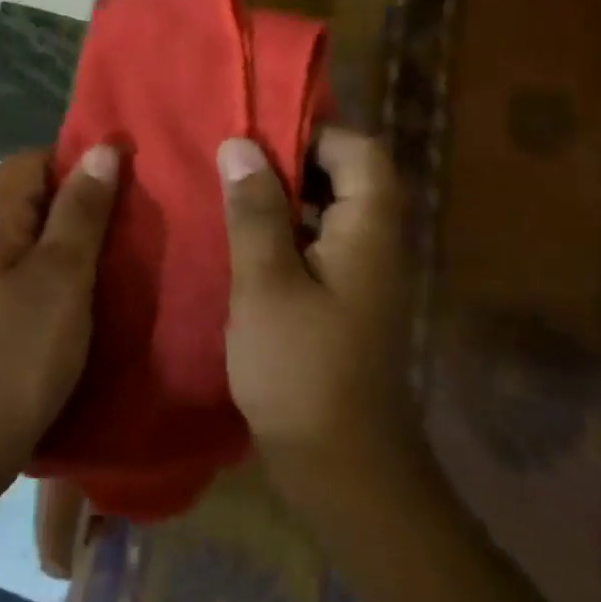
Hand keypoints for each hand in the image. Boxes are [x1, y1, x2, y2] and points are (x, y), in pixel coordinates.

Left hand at [0, 144, 119, 484]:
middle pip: (26, 193)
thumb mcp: (62, 276)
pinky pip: (17, 266)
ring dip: (64, 236)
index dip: (76, 162)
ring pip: (24, 232)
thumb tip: (101, 148)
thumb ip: (81, 210)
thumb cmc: (19, 352)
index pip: (31, 160)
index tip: (120, 185)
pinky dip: (49, 267)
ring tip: (109, 256)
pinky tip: (76, 292)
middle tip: (123, 223)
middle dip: (75, 200)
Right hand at [218, 128, 417, 514]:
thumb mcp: (267, 284)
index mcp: (368, 230)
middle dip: (290, 163)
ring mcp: (359, 278)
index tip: (257, 134)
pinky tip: (238, 245)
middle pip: (346, 178)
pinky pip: (315, 249)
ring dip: (282, 200)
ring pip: (327, 214)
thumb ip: (255, 211)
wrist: (343, 469)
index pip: (360, 151)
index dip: (313, 133)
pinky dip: (282, 236)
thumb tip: (241, 144)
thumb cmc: (303, 370)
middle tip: (231, 160)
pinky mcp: (341, 305)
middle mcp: (374, 245)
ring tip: (226, 193)